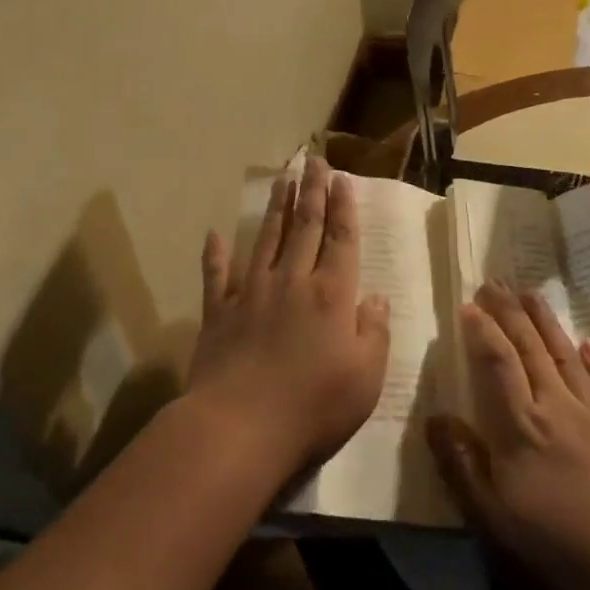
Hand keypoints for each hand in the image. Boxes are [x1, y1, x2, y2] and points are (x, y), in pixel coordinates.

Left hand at [187, 157, 390, 480]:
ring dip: (276, 209)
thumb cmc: (314, 407)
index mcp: (331, 295)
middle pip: (304, 227)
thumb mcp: (366, 377)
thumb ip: (374, 332)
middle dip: (311, 192)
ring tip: (282, 180)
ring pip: (266, 240)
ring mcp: (251, 294)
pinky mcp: (219, 313)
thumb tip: (375, 298)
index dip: (343, 207)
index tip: (342, 179)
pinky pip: (217, 277)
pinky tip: (214, 235)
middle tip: (313, 161)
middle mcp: (292, 282)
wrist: (240, 428)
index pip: (340, 239)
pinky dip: (215, 255)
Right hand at [428, 281, 589, 589]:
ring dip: (547, 322)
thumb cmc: (554, 544)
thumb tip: (436, 418)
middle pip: (531, 349)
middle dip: (511, 313)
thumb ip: (462, 463)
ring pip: (565, 356)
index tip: (469, 303)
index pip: (498, 363)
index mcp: (521, 426)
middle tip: (496, 281)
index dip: (483, 331)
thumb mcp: (491, 515)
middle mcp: (557, 408)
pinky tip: (587, 342)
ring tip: (532, 293)